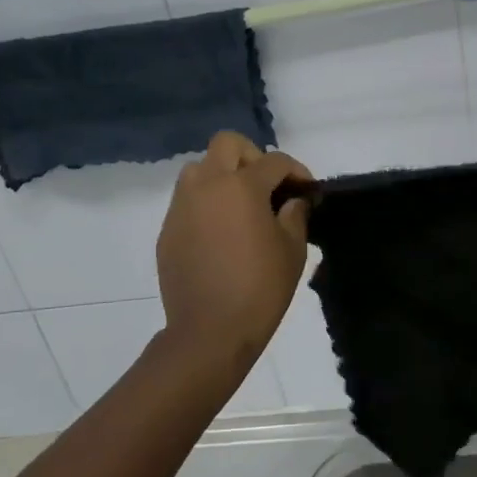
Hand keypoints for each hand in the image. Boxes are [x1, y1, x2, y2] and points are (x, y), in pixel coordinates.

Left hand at [156, 132, 312, 360]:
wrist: (210, 331)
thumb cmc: (261, 288)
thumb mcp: (292, 251)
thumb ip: (295, 216)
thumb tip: (293, 201)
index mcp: (241, 186)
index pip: (274, 161)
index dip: (296, 171)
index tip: (307, 189)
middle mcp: (206, 185)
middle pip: (227, 144)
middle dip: (253, 156)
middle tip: (268, 186)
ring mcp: (182, 207)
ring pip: (200, 169)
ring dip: (223, 176)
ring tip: (241, 206)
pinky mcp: (168, 230)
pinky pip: (187, 201)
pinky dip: (206, 204)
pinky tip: (221, 233)